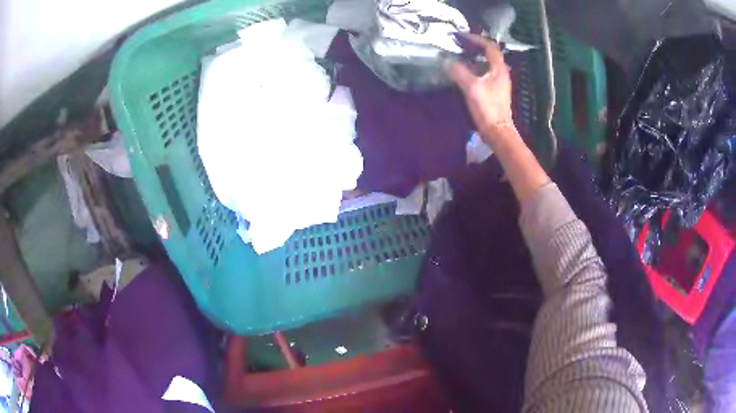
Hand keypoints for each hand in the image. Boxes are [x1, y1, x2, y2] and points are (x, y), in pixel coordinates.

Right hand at [447, 34, 514, 142]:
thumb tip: (447, 61)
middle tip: (460, 44)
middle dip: (475, 46)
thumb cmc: (487, 109)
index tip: (462, 36)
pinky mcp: (495, 91)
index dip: (476, 39)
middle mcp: (501, 73)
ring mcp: (499, 83)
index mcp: (498, 69)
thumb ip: (459, 72)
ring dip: (474, 57)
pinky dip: (475, 68)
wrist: (498, 132)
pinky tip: (464, 72)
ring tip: (460, 55)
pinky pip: (485, 73)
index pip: (490, 46)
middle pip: (490, 53)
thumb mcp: (471, 88)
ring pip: (487, 64)